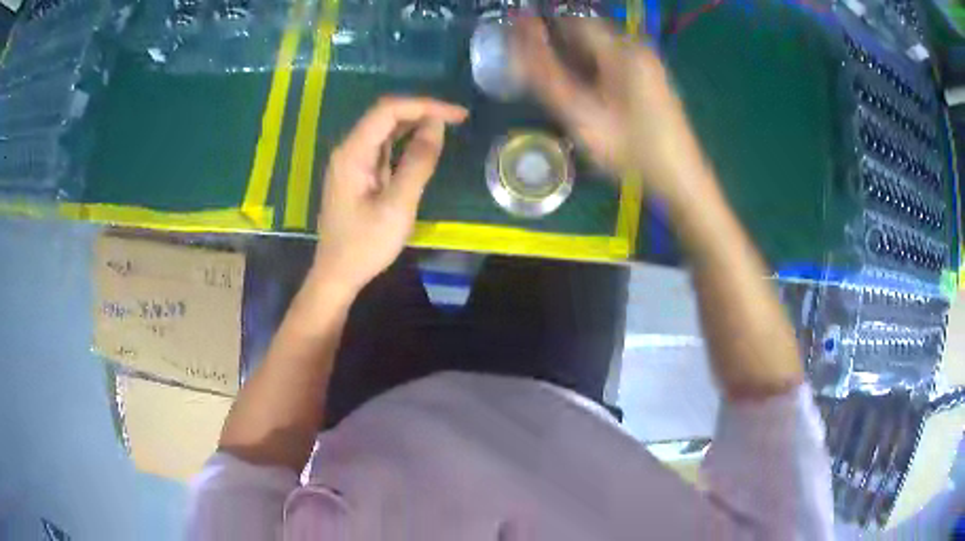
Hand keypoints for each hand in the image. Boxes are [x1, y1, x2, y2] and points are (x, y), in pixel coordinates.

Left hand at [312, 96, 467, 295]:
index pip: (389, 110)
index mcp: (353, 153)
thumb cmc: (365, 245)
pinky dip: (406, 141)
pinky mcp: (357, 174)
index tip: (457, 115)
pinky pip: (383, 147)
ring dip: (415, 124)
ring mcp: (351, 161)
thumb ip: (418, 163)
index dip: (425, 105)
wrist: (337, 274)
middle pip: (385, 115)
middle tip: (457, 120)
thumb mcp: (397, 206)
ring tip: (447, 128)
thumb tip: (436, 126)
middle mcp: (349, 150)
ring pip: (385, 129)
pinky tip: (424, 145)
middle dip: (422, 111)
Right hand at [513, 17, 710, 204]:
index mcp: (622, 51)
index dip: (542, 29)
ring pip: (597, 47)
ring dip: (573, 58)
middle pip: (585, 33)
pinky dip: (592, 69)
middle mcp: (636, 47)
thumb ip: (547, 78)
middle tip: (537, 72)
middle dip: (558, 46)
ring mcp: (646, 61)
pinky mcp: (649, 75)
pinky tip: (585, 92)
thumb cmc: (633, 151)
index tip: (521, 46)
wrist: (681, 178)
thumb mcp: (583, 118)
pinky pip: (611, 60)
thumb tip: (518, 44)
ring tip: (559, 85)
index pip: (572, 22)